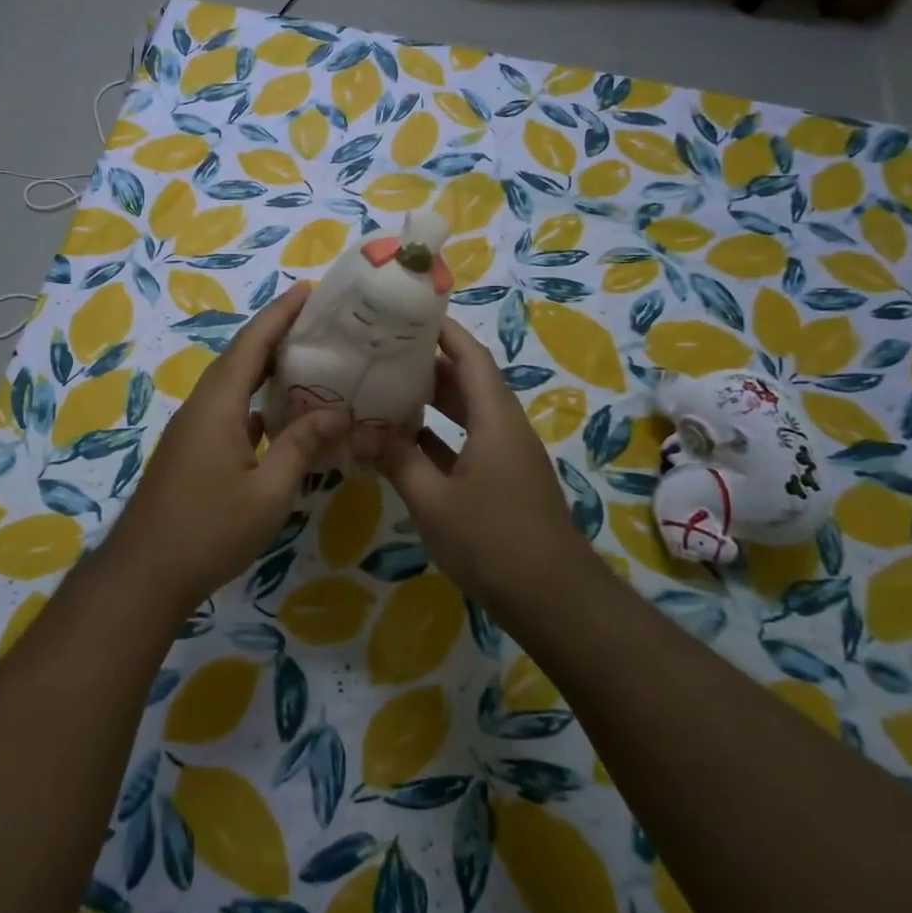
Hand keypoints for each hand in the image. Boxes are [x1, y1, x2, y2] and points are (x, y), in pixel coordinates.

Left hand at [106, 284, 346, 611]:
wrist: (146, 572)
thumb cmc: (209, 529)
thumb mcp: (269, 491)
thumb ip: (302, 445)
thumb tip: (339, 410)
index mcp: (217, 404)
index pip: (251, 344)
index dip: (279, 314)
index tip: (308, 290)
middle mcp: (202, 406)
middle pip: (241, 357)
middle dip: (276, 334)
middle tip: (318, 322)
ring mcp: (193, 429)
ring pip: (234, 385)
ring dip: (266, 368)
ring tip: (307, 360)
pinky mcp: (193, 451)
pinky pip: (229, 411)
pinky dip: (256, 402)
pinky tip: (280, 415)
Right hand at [362, 318, 581, 598]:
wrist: (552, 599)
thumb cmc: (493, 540)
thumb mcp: (433, 501)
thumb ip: (397, 461)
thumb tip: (360, 431)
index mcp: (495, 419)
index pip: (470, 357)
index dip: (443, 331)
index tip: (408, 313)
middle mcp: (503, 428)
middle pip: (467, 381)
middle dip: (428, 363)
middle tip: (382, 351)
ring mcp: (505, 456)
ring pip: (466, 413)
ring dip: (431, 401)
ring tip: (385, 388)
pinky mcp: (502, 481)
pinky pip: (466, 442)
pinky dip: (438, 436)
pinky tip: (402, 442)